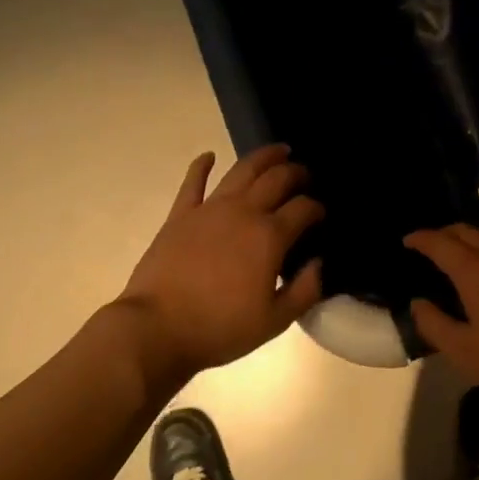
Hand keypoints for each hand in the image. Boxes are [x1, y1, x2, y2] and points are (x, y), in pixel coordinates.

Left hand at [118, 146, 323, 378]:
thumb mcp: (275, 321)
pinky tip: (209, 156)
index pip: (303, 209)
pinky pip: (193, 182)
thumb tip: (318, 263)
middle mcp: (243, 212)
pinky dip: (202, 166)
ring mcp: (209, 209)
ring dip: (263, 157)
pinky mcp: (180, 215)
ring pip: (242, 170)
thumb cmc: (220, 328)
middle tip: (305, 175)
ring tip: (278, 151)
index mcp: (270, 237)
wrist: (157, 329)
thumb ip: (305, 290)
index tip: (321, 214)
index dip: (317, 208)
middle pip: (277, 180)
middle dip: (296, 173)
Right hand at [403, 225, 478, 400]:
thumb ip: (434, 324)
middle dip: (444, 233)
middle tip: (430, 245)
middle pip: (466, 231)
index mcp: (473, 271)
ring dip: (472, 235)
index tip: (407, 241)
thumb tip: (418, 302)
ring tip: (461, 248)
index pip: (440, 243)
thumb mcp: (464, 351)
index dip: (421, 238)